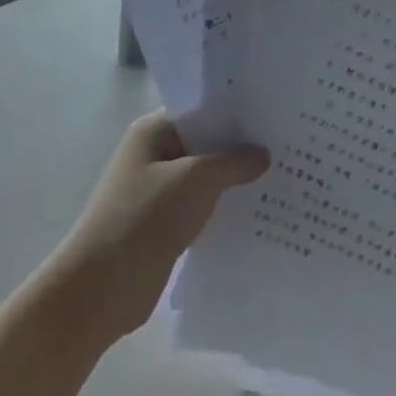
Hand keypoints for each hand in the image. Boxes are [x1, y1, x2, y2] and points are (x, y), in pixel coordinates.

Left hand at [55, 113, 268, 340]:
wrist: (104, 285)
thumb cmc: (145, 217)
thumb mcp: (196, 179)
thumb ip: (234, 162)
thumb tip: (262, 154)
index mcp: (153, 133)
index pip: (200, 109)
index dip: (236, 111)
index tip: (276, 115)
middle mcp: (155, 156)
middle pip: (206, 143)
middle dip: (243, 147)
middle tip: (291, 147)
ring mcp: (160, 192)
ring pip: (207, 178)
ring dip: (237, 181)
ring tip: (285, 177)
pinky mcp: (167, 224)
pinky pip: (203, 207)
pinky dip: (226, 208)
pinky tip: (260, 212)